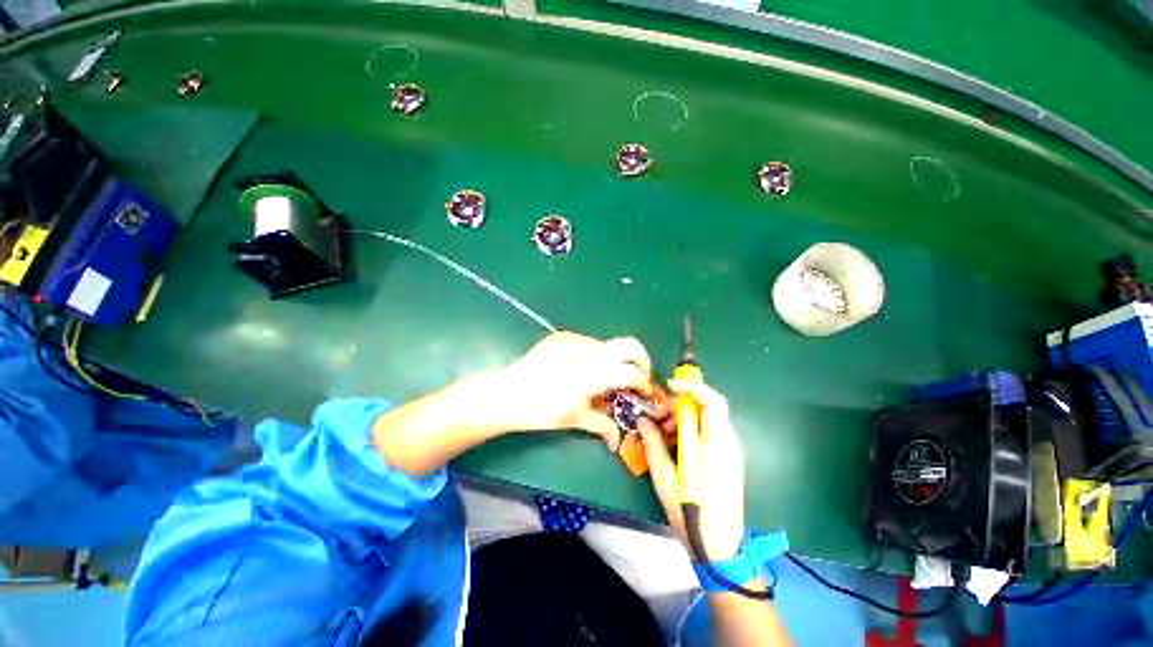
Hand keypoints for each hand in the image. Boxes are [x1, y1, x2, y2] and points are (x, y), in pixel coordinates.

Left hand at [497, 332, 655, 448]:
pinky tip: (579, 370)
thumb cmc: (543, 410)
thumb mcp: (576, 419)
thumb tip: (617, 440)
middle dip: (641, 360)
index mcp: (598, 372)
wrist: (508, 392)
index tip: (643, 393)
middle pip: (630, 345)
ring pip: (607, 345)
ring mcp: (577, 340)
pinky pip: (587, 343)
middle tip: (636, 377)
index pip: (634, 373)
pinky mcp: (563, 336)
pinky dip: (592, 355)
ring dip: (613, 360)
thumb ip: (603, 425)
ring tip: (602, 378)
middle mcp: (592, 350)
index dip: (644, 384)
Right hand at [639, 379, 744, 559]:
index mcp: (715, 444)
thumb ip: (653, 443)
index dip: (691, 386)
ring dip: (682, 419)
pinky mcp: (727, 459)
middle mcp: (727, 442)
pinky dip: (689, 431)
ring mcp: (730, 451)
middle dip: (678, 406)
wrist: (720, 547)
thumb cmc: (691, 512)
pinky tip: (673, 445)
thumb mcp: (664, 476)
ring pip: (705, 419)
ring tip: (661, 433)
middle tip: (656, 418)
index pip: (711, 401)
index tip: (668, 386)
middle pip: (706, 407)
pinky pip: (708, 433)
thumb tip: (643, 420)